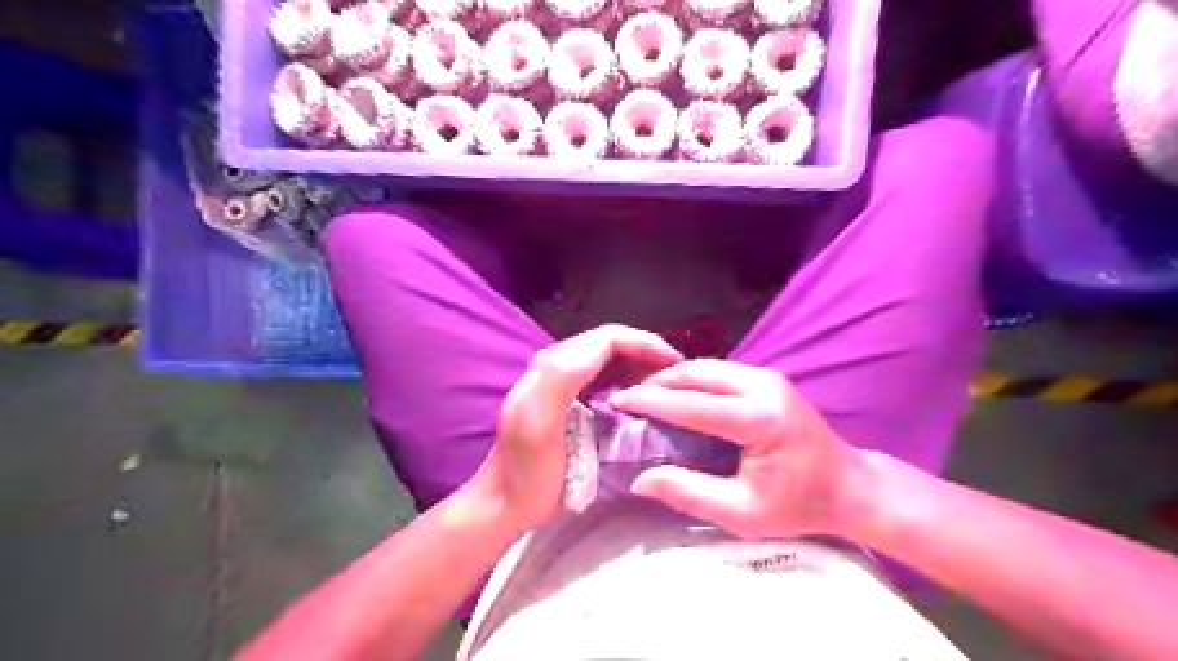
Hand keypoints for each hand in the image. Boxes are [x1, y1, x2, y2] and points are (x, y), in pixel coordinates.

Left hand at [472, 324, 687, 533]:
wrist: (506, 504)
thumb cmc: (527, 471)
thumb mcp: (538, 423)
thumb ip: (562, 377)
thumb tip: (606, 347)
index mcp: (553, 366)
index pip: (608, 338)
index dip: (645, 344)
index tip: (676, 364)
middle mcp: (558, 365)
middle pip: (611, 345)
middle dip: (647, 353)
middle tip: (677, 377)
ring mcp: (563, 384)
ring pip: (611, 360)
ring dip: (641, 366)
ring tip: (667, 385)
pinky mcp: (569, 401)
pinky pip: (606, 378)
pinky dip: (629, 381)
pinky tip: (643, 398)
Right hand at [607, 360, 861, 539]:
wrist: (850, 486)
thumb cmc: (798, 506)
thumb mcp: (741, 513)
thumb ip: (689, 492)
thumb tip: (641, 479)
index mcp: (759, 420)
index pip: (692, 404)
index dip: (650, 401)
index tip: (618, 400)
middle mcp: (763, 387)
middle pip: (697, 373)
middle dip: (658, 382)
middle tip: (628, 398)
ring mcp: (768, 377)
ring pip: (707, 367)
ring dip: (673, 378)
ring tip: (646, 395)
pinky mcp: (768, 378)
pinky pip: (719, 371)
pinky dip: (692, 379)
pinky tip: (677, 394)